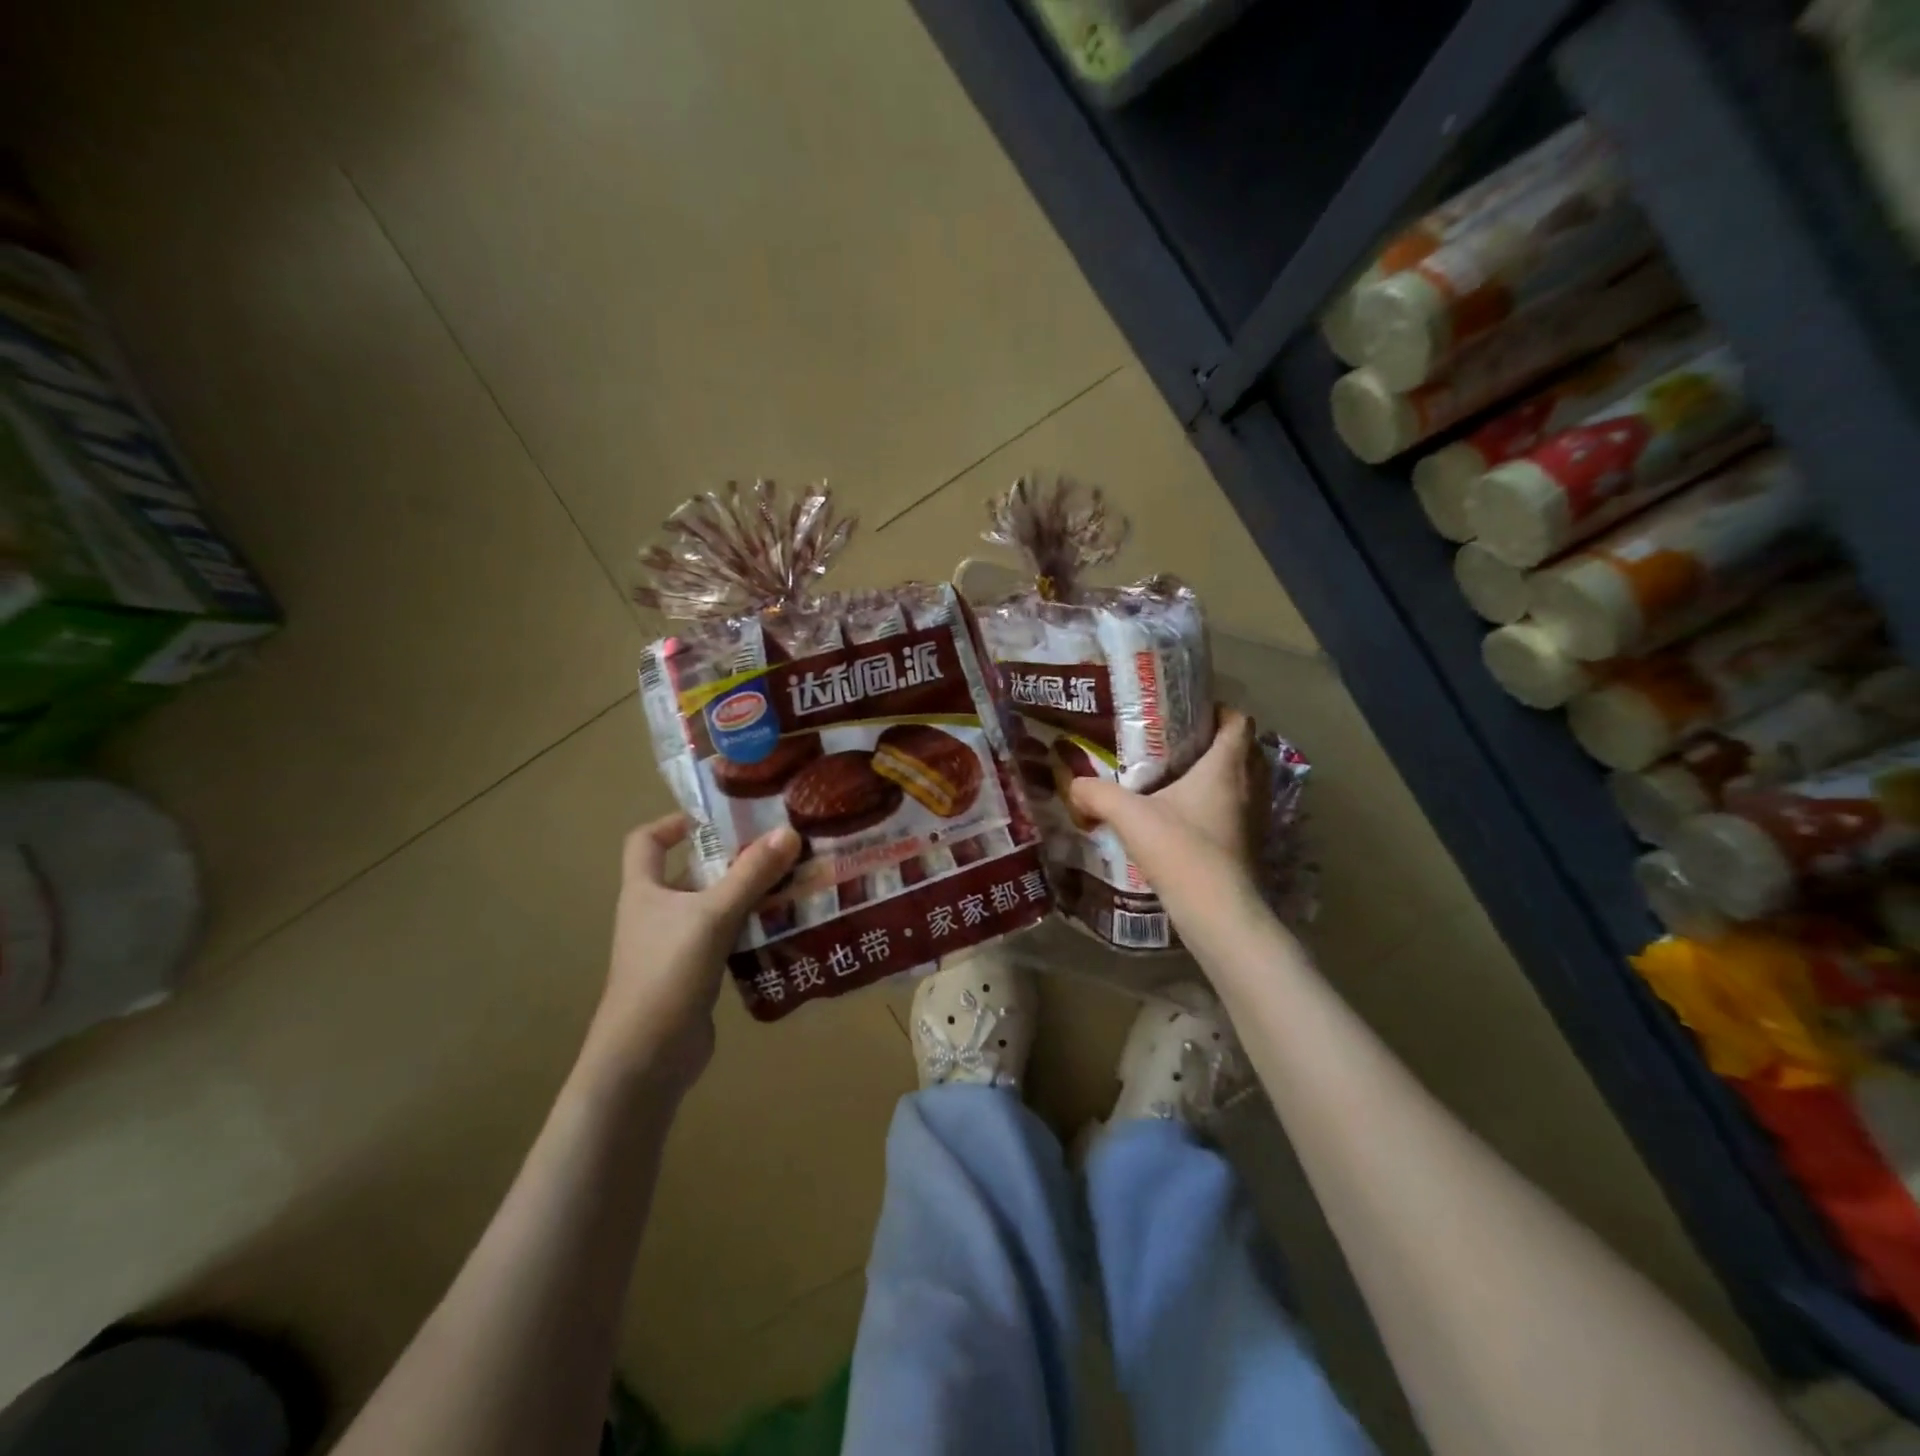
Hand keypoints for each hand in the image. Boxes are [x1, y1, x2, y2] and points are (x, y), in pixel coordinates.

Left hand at [586, 813, 800, 1093]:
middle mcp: (656, 913)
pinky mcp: (695, 975)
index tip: (719, 817)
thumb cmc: (667, 974)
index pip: (646, 840)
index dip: (675, 822)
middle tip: (778, 846)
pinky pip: (726, 940)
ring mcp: (675, 946)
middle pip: (692, 872)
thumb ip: (751, 875)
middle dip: (731, 859)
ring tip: (792, 881)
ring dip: (747, 896)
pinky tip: (784, 927)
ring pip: (714, 907)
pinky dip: (751, 930)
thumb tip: (788, 832)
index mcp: (644, 890)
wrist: (645, 1061)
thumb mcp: (712, 916)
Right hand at [1068, 707, 1264, 908]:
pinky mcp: (1251, 844)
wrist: (1217, 911)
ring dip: (1222, 775)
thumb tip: (1073, 784)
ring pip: (1246, 781)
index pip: (1239, 721)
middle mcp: (1250, 785)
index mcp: (1226, 766)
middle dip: (1217, 742)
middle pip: (1246, 749)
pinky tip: (1189, 818)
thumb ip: (1097, 794)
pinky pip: (1240, 810)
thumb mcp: (1129, 816)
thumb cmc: (1180, 849)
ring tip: (1182, 779)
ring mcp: (1255, 817)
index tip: (1190, 714)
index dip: (1219, 710)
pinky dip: (1222, 806)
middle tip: (1180, 744)